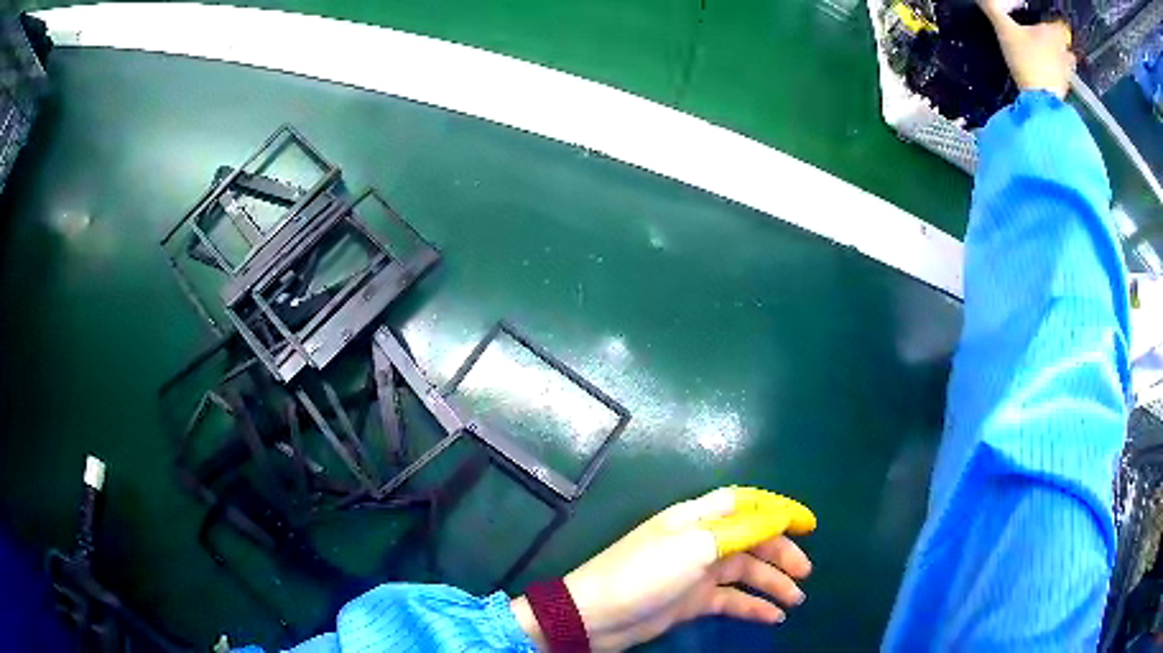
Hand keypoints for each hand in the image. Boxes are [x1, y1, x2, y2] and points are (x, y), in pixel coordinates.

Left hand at [511, 487, 815, 651]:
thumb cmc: (645, 574)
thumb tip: (778, 517)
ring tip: (795, 600)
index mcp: (697, 518)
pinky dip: (753, 606)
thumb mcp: (695, 548)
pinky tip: (772, 617)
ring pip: (745, 573)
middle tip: (805, 573)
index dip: (779, 511)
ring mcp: (696, 573)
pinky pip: (731, 599)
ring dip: (772, 583)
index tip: (810, 525)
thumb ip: (740, 532)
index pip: (747, 504)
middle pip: (752, 541)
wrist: (597, 616)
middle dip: (781, 554)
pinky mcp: (692, 601)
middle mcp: (701, 541)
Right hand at [978, 0, 1075, 98]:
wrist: (1040, 104)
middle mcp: (1064, 52)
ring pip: (1067, 61)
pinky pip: (1063, 77)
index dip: (1056, 19)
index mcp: (1054, 34)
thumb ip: (993, 9)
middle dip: (1060, 39)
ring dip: (1062, 57)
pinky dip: (1059, 73)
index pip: (1062, 23)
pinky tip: (1050, 71)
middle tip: (1050, 35)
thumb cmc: (1027, 60)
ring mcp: (1066, 74)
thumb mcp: (1005, 30)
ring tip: (1052, 54)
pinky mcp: (1064, 91)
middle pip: (1066, 43)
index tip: (1051, 17)